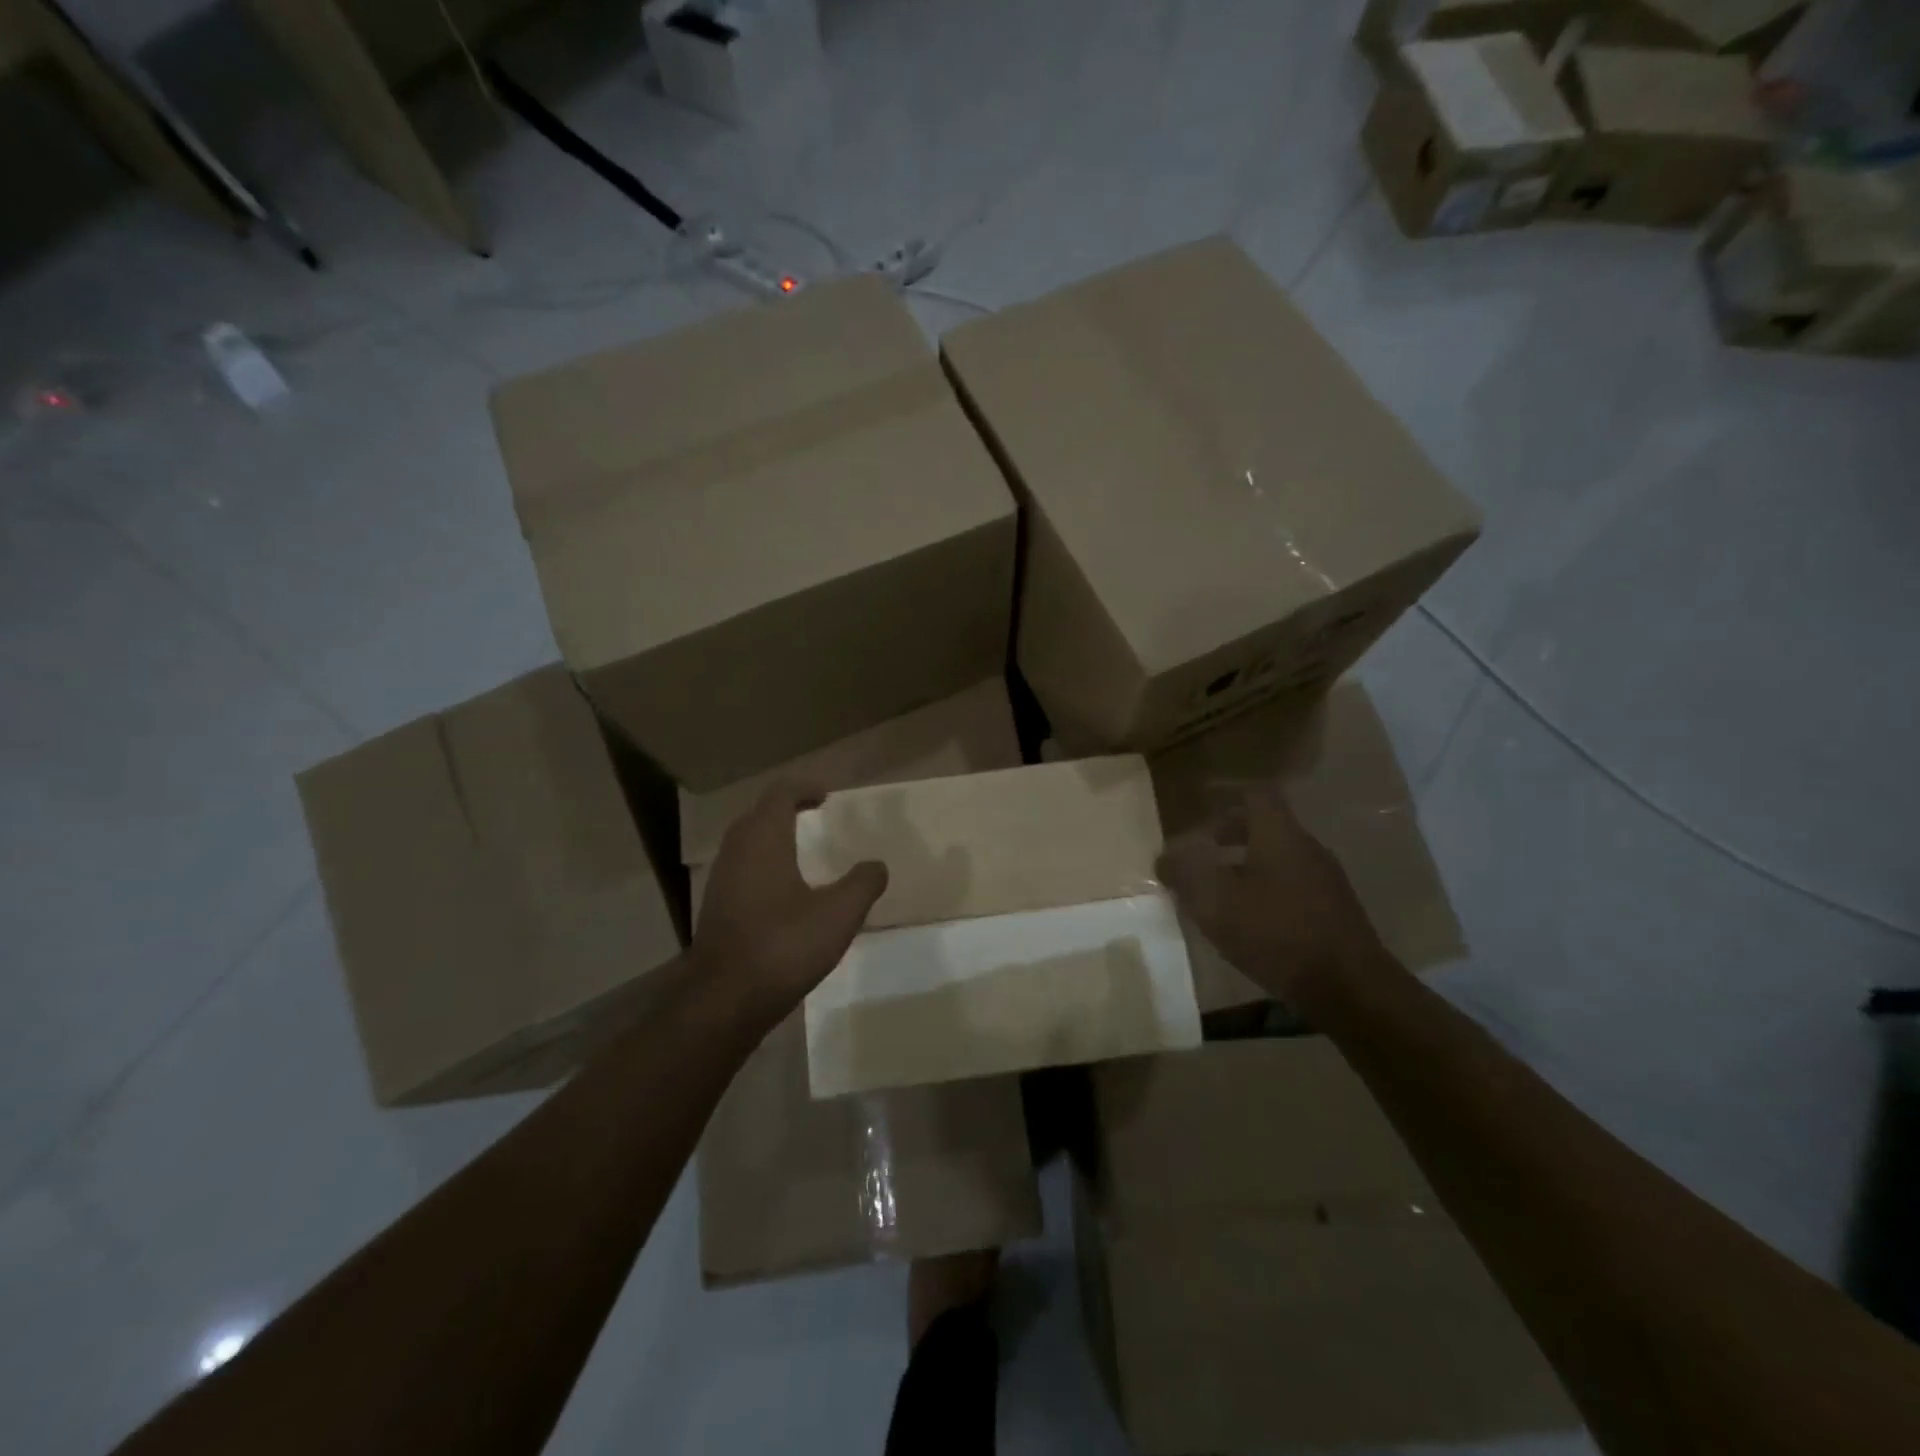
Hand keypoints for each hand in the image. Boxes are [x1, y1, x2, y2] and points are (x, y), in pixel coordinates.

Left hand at [694, 783, 888, 1025]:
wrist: (724, 999)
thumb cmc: (783, 945)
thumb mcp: (838, 914)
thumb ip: (862, 884)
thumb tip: (877, 865)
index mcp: (764, 840)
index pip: (780, 794)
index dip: (804, 788)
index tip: (826, 794)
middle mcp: (737, 851)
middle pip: (759, 814)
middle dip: (786, 807)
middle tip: (814, 813)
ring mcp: (722, 880)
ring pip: (746, 842)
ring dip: (772, 835)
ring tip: (800, 847)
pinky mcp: (717, 907)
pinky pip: (742, 867)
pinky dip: (763, 862)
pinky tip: (783, 887)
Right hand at [1157, 783, 1385, 1001]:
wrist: (1351, 989)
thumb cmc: (1277, 933)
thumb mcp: (1216, 902)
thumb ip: (1186, 874)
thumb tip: (1164, 857)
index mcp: (1280, 834)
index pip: (1255, 794)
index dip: (1227, 793)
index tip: (1202, 800)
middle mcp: (1307, 848)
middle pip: (1267, 825)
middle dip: (1231, 832)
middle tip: (1201, 848)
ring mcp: (1325, 880)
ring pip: (1278, 857)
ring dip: (1246, 863)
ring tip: (1218, 887)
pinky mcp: (1333, 912)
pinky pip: (1291, 885)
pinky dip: (1264, 888)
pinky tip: (1248, 918)